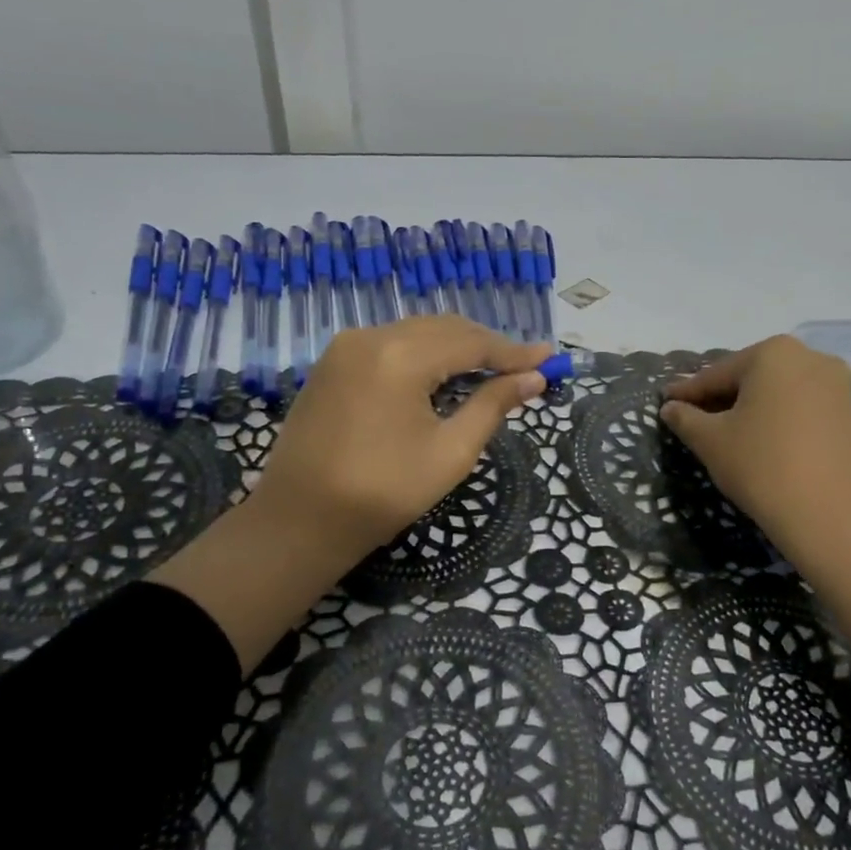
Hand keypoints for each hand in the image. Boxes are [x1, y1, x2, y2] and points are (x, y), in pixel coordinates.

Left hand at [255, 316, 550, 562]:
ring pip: (417, 333)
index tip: (550, 360)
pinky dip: (424, 354)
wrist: (300, 521)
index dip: (514, 352)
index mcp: (399, 356)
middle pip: (444, 329)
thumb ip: (492, 406)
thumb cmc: (383, 493)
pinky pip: (391, 344)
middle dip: (487, 346)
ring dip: (456, 348)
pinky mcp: (332, 363)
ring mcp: (345, 347)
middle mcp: (370, 337)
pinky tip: (443, 375)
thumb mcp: (450, 453)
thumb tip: (534, 379)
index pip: (471, 343)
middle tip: (526, 368)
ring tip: (492, 370)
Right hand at [660, 336, 850, 568]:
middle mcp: (809, 357)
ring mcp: (835, 385)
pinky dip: (775, 419)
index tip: (665, 403)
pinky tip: (758, 441)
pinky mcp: (849, 414)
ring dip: (748, 409)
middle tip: (691, 419)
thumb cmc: (762, 466)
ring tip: (723, 434)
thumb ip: (685, 418)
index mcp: (773, 353)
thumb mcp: (711, 442)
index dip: (686, 392)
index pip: (715, 374)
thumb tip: (670, 408)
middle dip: (719, 398)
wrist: (833, 517)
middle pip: (749, 377)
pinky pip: (798, 408)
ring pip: (775, 393)